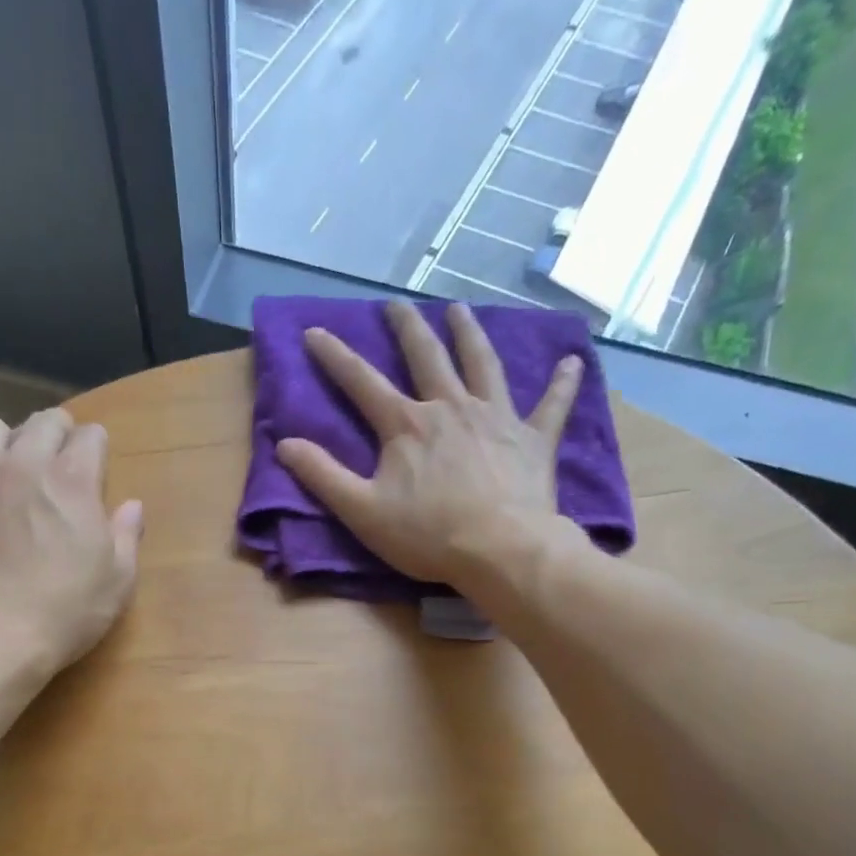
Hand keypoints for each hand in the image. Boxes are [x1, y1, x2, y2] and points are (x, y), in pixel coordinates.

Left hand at [0, 407, 143, 669]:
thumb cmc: (64, 612)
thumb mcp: (117, 582)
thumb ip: (126, 536)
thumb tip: (132, 506)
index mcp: (72, 480)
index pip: (90, 435)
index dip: (96, 449)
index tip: (95, 468)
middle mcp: (21, 464)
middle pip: (42, 421)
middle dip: (55, 434)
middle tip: (56, 463)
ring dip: (5, 446)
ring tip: (6, 477)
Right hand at [276, 300, 584, 586]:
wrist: (501, 550)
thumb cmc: (429, 535)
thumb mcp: (362, 511)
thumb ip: (323, 476)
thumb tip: (284, 444)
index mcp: (407, 424)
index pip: (362, 382)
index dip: (335, 356)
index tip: (315, 331)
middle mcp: (451, 407)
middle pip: (426, 356)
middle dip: (406, 327)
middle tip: (395, 305)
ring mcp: (496, 417)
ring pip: (482, 363)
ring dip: (470, 333)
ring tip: (460, 309)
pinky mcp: (534, 439)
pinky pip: (552, 404)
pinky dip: (562, 383)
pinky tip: (572, 361)